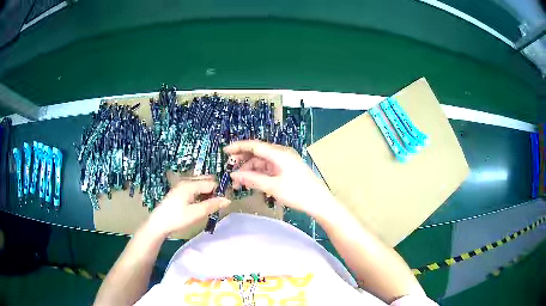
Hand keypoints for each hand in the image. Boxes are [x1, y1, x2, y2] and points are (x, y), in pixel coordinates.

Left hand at [146, 176, 230, 236]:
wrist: (158, 224)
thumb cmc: (177, 218)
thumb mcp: (196, 213)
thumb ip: (212, 205)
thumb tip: (228, 200)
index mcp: (190, 184)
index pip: (211, 183)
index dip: (220, 192)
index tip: (224, 203)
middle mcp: (186, 181)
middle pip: (206, 181)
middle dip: (214, 191)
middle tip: (217, 205)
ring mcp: (181, 186)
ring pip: (200, 185)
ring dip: (207, 194)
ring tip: (210, 207)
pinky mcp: (179, 192)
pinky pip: (194, 189)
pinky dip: (200, 195)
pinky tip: (200, 206)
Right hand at [225, 140, 336, 217]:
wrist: (319, 202)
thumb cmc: (298, 193)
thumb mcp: (273, 187)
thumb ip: (252, 179)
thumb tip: (234, 175)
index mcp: (279, 153)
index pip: (254, 146)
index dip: (238, 147)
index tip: (225, 152)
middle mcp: (281, 154)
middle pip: (257, 154)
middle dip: (243, 163)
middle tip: (231, 174)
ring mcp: (284, 162)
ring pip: (262, 163)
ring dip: (250, 172)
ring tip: (239, 185)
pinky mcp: (286, 170)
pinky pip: (268, 170)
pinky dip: (259, 176)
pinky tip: (252, 184)